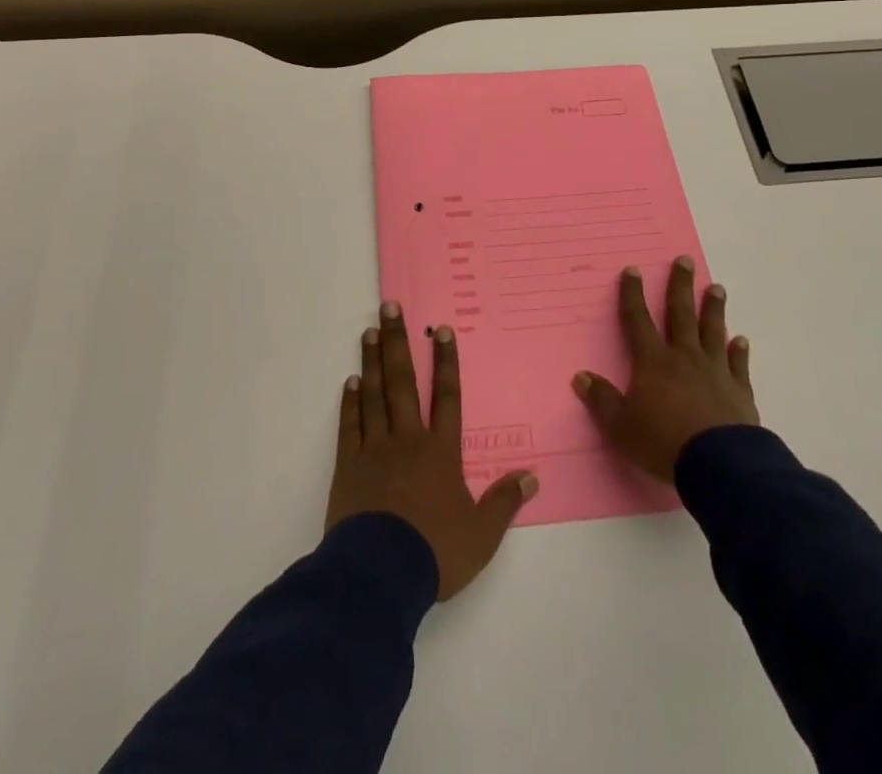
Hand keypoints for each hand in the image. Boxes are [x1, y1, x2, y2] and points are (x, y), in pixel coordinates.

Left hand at [326, 302, 538, 600]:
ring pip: (375, 395)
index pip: (447, 397)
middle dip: (398, 342)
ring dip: (372, 362)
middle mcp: (408, 439)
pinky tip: (351, 382)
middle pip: (404, 382)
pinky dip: (351, 402)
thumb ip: (504, 502)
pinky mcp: (349, 465)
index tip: (441, 330)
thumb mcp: (482, 536)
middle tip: (389, 307)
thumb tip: (532, 476)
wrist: (380, 574)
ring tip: (369, 332)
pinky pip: (350, 426)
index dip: (446, 362)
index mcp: (441, 452)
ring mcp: (375, 449)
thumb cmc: (435, 552)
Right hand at [573, 257, 758, 482]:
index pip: (638, 320)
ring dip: (713, 308)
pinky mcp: (739, 391)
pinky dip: (739, 351)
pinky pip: (738, 364)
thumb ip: (602, 400)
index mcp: (653, 362)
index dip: (633, 294)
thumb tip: (581, 377)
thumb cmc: (663, 442)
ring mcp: (715, 371)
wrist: (719, 465)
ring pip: (712, 331)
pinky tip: (741, 340)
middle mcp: (684, 357)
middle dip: (680, 286)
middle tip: (685, 260)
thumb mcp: (620, 426)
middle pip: (681, 314)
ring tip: (716, 287)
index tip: (633, 269)